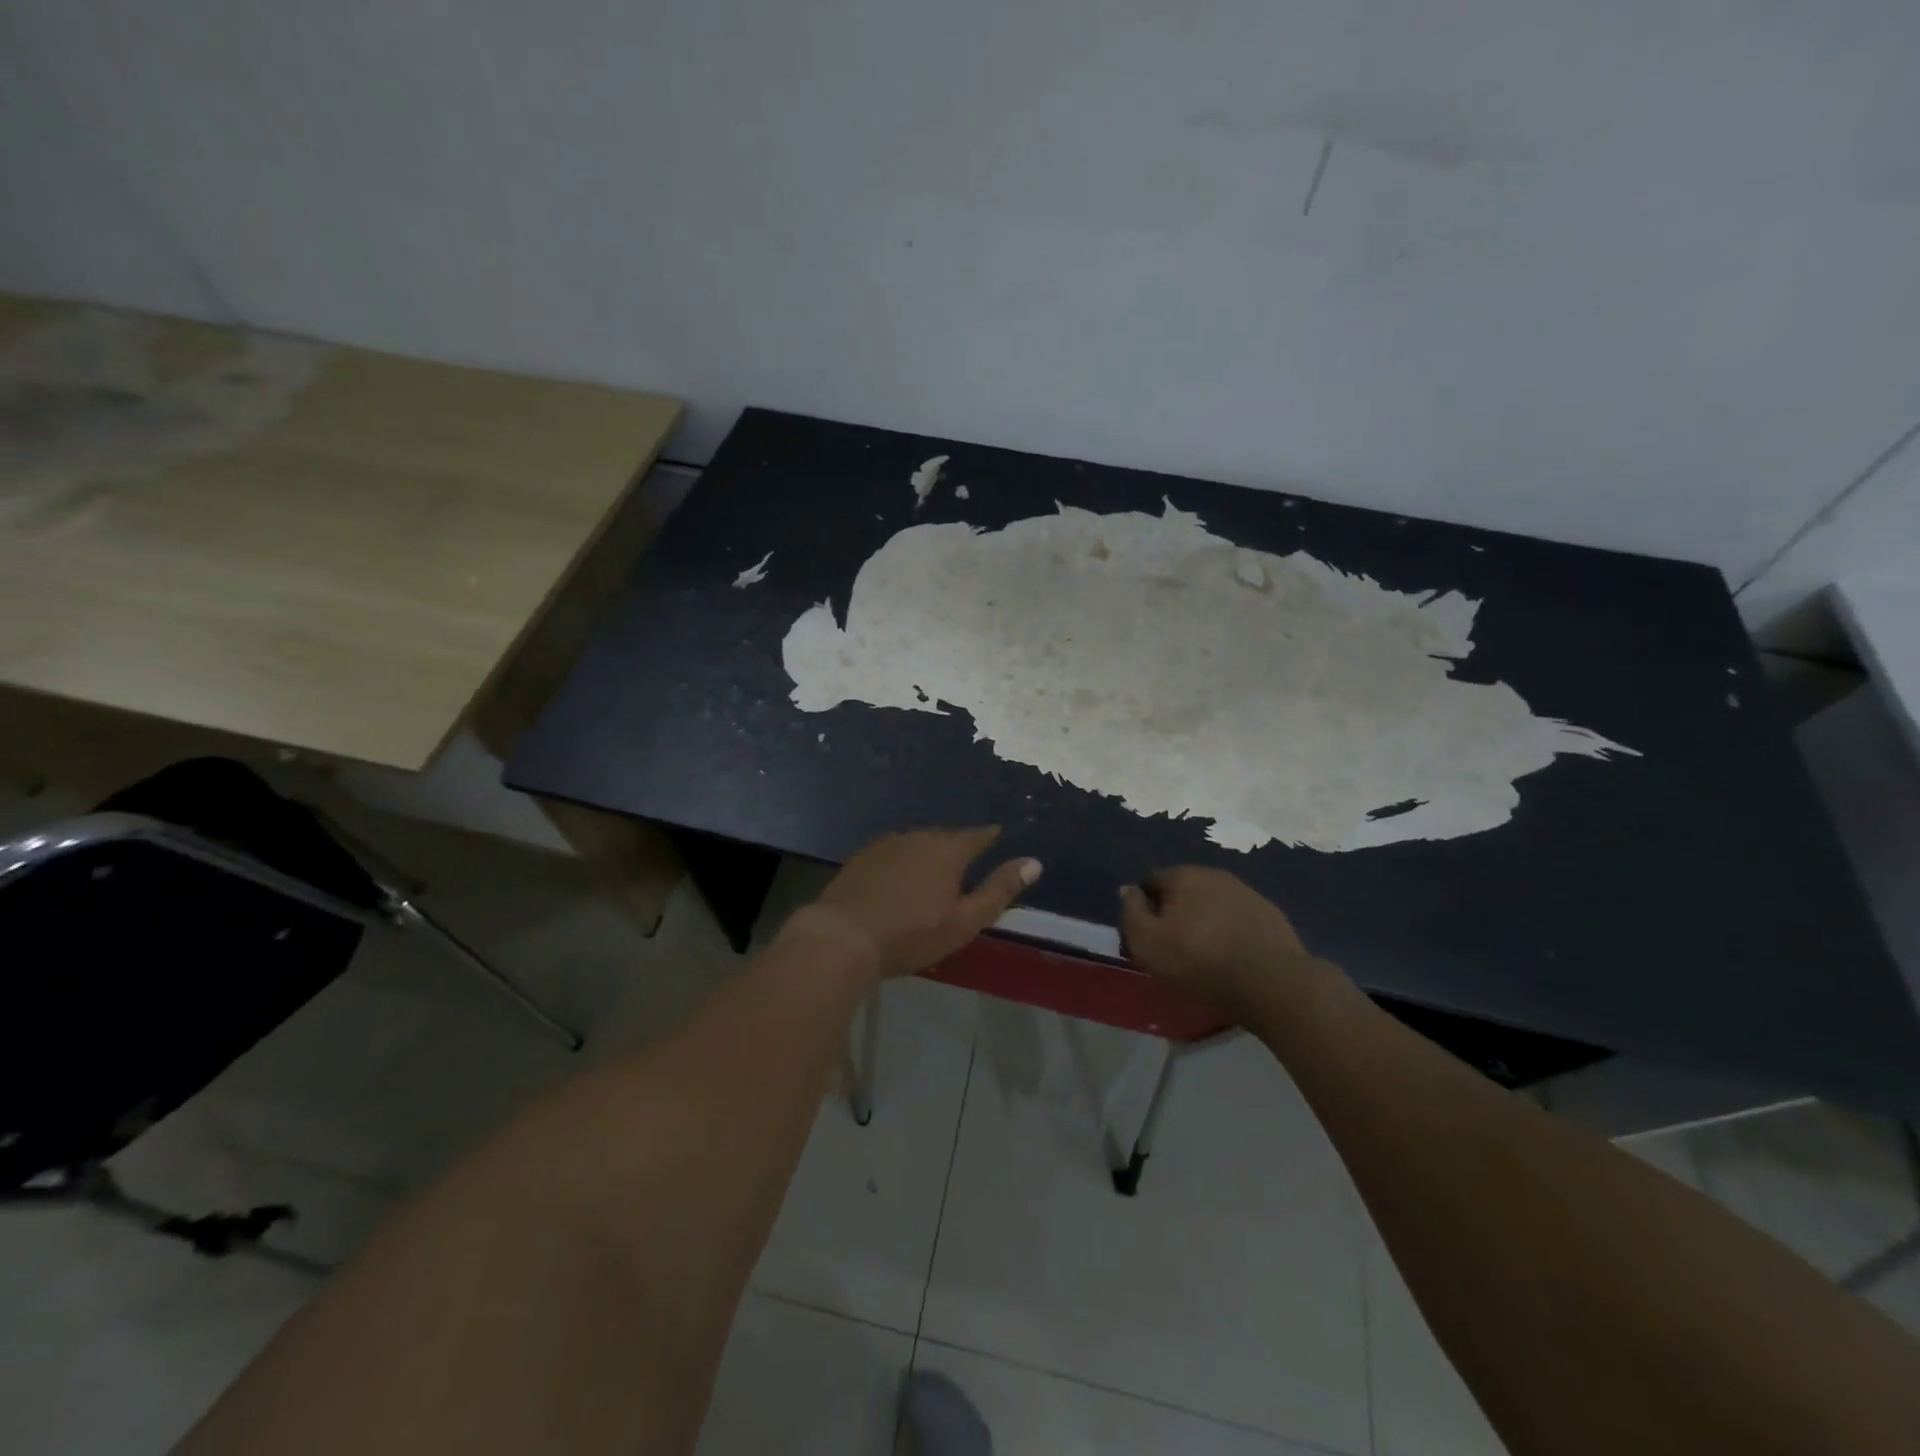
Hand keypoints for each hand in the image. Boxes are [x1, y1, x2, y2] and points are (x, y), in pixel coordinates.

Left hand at [802, 827, 1040, 978]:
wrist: (842, 937)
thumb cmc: (911, 934)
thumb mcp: (964, 921)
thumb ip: (999, 890)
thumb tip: (1034, 862)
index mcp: (948, 849)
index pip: (978, 836)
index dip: (991, 838)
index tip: (999, 839)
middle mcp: (918, 836)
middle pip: (947, 837)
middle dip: (959, 848)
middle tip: (967, 865)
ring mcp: (886, 844)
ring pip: (918, 843)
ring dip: (929, 854)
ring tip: (934, 874)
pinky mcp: (862, 857)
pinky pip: (894, 853)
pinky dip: (903, 862)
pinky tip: (899, 880)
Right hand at [1118, 867, 1338, 1018]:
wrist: (1272, 981)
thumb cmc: (1200, 960)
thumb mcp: (1148, 942)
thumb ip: (1130, 912)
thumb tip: (1126, 889)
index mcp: (1182, 875)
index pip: (1150, 881)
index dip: (1143, 907)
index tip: (1145, 936)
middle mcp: (1214, 874)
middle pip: (1183, 890)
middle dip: (1174, 912)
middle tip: (1172, 947)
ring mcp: (1246, 892)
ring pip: (1211, 902)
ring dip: (1203, 920)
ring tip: (1204, 954)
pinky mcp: (1269, 913)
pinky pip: (1237, 918)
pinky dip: (1229, 930)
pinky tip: (1231, 955)